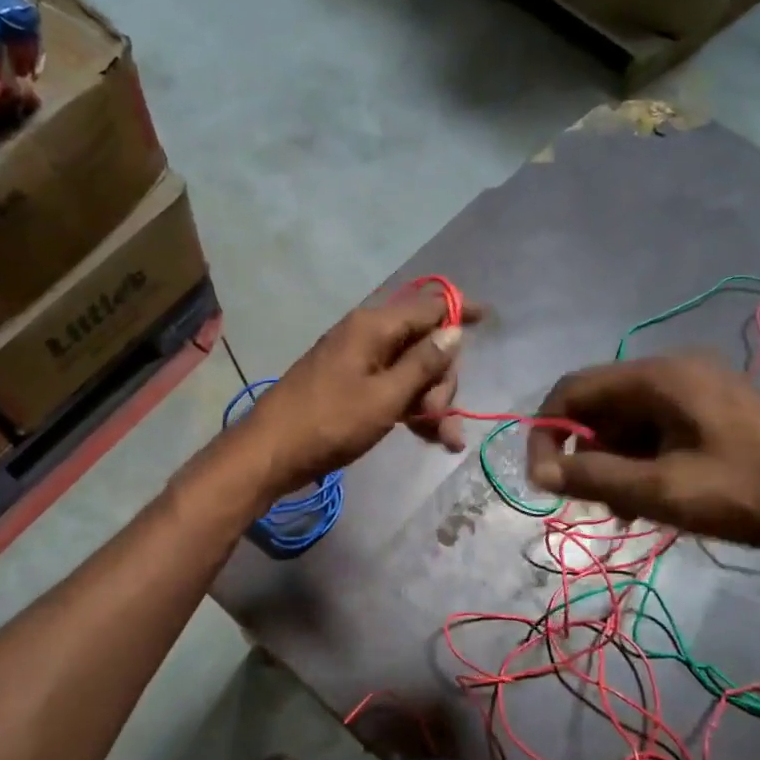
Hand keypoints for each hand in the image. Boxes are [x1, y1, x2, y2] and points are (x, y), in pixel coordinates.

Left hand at [243, 291, 482, 496]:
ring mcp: (357, 362)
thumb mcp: (385, 397)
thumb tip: (454, 331)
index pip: (428, 306)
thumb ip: (423, 364)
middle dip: (443, 381)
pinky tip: (431, 437)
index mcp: (374, 327)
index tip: (488, 318)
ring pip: (411, 372)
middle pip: (424, 344)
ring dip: (432, 402)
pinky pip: (392, 388)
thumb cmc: (330, 423)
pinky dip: (411, 409)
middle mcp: (367, 336)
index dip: (459, 311)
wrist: (271, 453)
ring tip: (445, 440)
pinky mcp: (350, 386)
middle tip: (443, 418)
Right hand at [525, 355, 759, 585]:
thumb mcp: (662, 491)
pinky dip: (645, 460)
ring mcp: (701, 388)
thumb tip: (538, 472)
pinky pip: (660, 428)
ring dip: (616, 463)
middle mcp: (676, 370)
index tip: (544, 481)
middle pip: (601, 406)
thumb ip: (593, 477)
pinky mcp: (718, 409)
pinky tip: (656, 498)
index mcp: (660, 376)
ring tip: (629, 511)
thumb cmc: (747, 493)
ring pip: (629, 421)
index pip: (573, 389)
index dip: (547, 433)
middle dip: (587, 454)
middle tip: (595, 504)